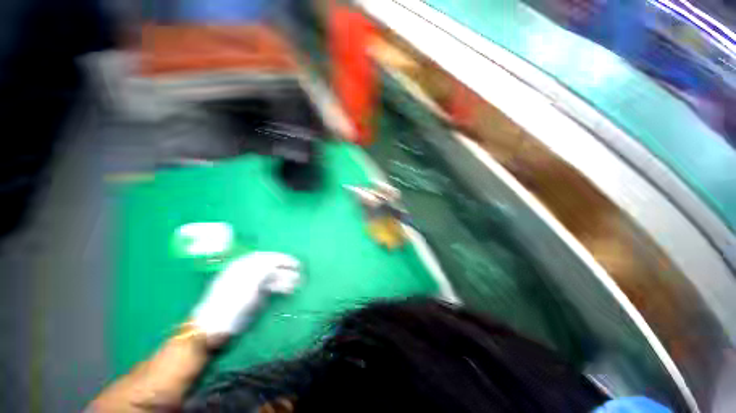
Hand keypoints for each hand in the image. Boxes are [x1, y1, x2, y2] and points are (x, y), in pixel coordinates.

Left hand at [191, 252, 300, 339]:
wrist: (213, 329)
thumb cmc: (229, 304)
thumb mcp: (246, 283)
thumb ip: (262, 269)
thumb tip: (276, 260)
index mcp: (242, 266)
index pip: (267, 257)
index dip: (282, 258)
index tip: (296, 263)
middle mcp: (247, 273)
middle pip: (271, 266)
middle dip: (286, 269)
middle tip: (300, 273)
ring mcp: (249, 285)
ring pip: (271, 277)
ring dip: (285, 279)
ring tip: (297, 284)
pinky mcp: (252, 296)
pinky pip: (268, 287)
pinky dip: (279, 287)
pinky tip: (287, 291)